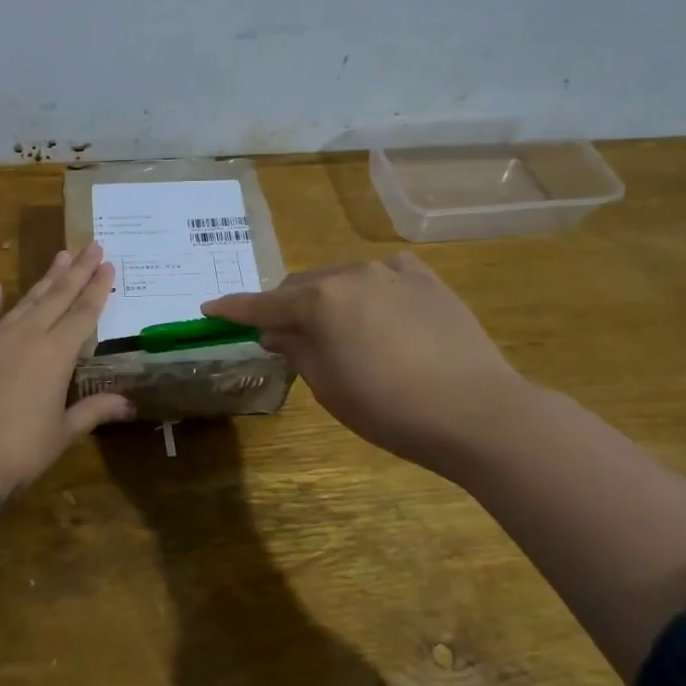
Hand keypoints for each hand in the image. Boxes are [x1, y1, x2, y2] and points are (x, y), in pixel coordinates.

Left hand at [0, 243, 134, 498]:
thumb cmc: (21, 448)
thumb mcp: (63, 432)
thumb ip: (94, 411)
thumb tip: (128, 405)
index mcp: (57, 354)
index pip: (84, 313)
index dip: (98, 288)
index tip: (108, 264)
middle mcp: (29, 336)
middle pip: (58, 296)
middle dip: (78, 270)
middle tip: (92, 244)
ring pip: (26, 300)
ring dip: (45, 278)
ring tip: (60, 256)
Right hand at [203, 253, 534, 470]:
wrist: (477, 412)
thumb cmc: (389, 408)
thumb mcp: (328, 386)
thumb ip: (295, 349)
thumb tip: (276, 330)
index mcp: (320, 301)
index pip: (264, 304)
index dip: (233, 309)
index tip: (209, 309)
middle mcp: (352, 274)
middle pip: (303, 286)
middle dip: (285, 307)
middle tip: (281, 336)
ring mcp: (394, 273)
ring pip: (343, 278)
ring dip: (327, 299)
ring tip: (334, 329)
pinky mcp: (428, 281)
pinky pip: (385, 275)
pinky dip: (369, 290)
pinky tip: (377, 308)